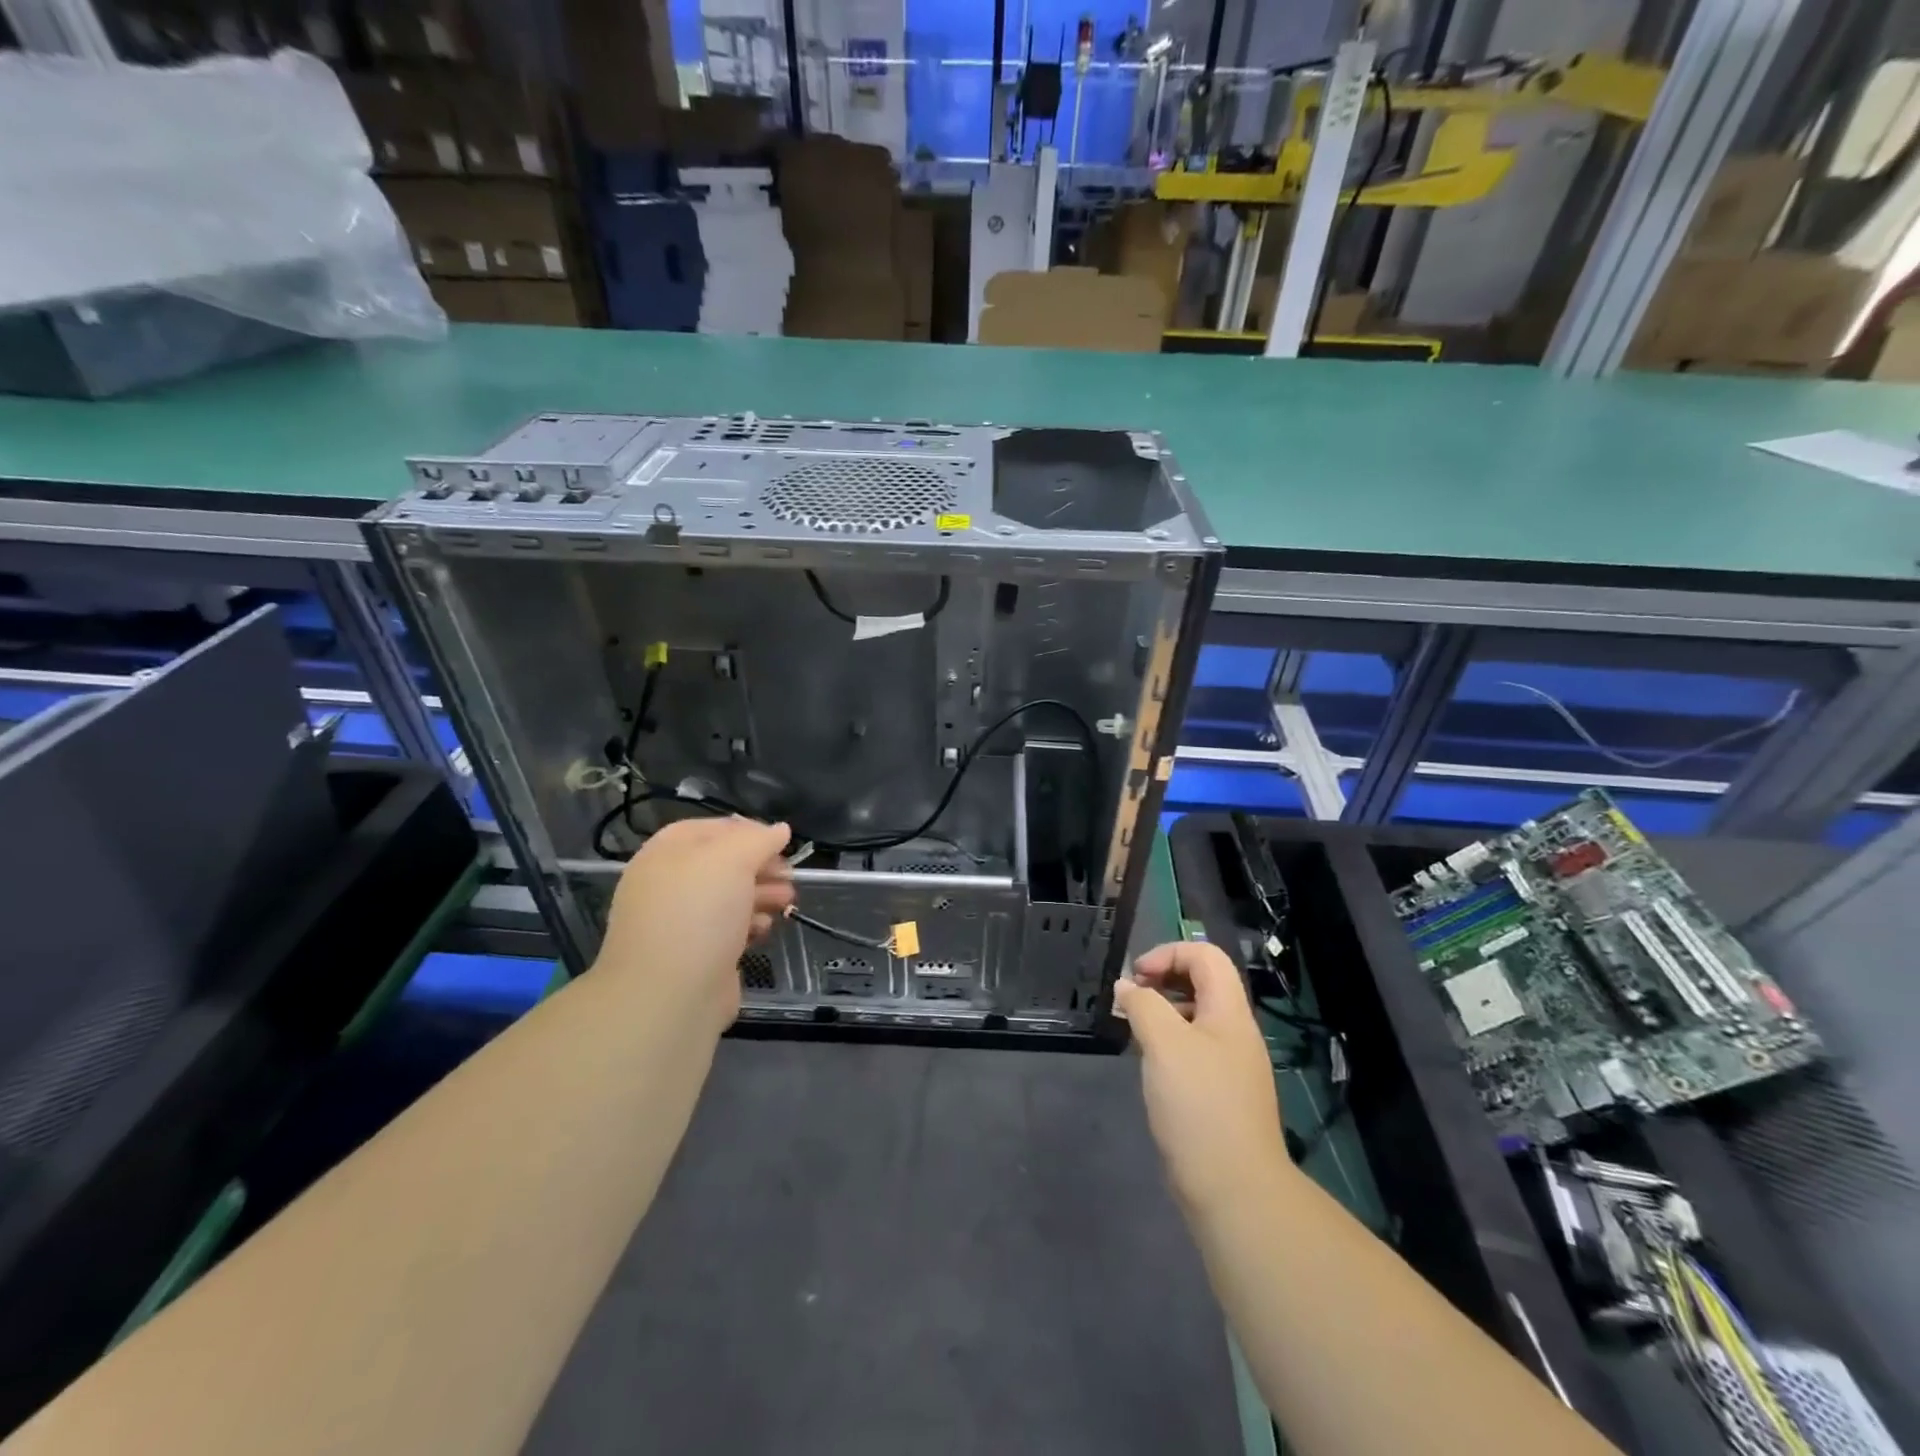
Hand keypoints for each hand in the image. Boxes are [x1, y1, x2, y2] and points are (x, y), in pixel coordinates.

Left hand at [596, 817, 794, 1032]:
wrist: (669, 996)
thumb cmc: (697, 914)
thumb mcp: (731, 860)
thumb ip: (758, 839)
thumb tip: (779, 830)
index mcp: (665, 854)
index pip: (709, 828)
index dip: (746, 830)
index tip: (780, 841)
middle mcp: (668, 884)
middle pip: (722, 863)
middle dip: (760, 865)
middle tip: (790, 873)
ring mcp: (680, 922)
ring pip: (728, 897)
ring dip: (761, 893)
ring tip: (788, 899)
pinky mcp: (696, 955)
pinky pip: (727, 929)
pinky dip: (749, 923)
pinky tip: (766, 927)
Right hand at [1113, 942, 1291, 1213]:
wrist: (1234, 1189)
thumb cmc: (1199, 1105)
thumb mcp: (1164, 1044)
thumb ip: (1143, 1005)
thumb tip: (1127, 988)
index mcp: (1230, 1012)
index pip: (1206, 956)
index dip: (1168, 954)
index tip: (1136, 977)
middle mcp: (1235, 1033)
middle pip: (1202, 983)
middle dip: (1163, 981)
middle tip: (1130, 1001)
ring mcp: (1231, 1065)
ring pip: (1195, 1018)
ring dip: (1162, 1013)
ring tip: (1133, 1031)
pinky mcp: (1221, 1094)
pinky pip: (1193, 1050)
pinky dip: (1167, 1045)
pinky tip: (1149, 1066)